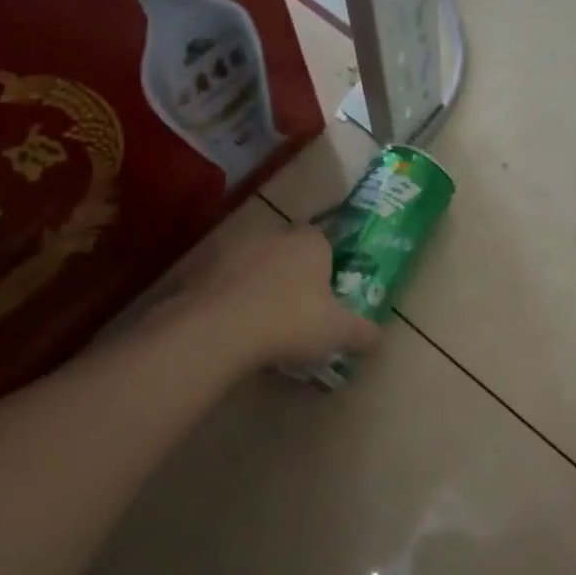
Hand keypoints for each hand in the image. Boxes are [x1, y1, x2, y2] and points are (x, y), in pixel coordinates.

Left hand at [165, 224, 381, 369]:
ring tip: (261, 320)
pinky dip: (227, 297)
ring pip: (252, 263)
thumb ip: (363, 333)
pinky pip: (221, 282)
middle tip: (296, 308)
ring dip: (257, 283)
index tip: (325, 292)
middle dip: (291, 273)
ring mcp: (231, 250)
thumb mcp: (339, 333)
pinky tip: (231, 326)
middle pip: (287, 250)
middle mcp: (272, 236)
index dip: (326, 265)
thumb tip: (377, 338)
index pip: (323, 241)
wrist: (218, 330)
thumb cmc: (290, 322)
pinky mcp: (199, 270)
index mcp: (309, 243)